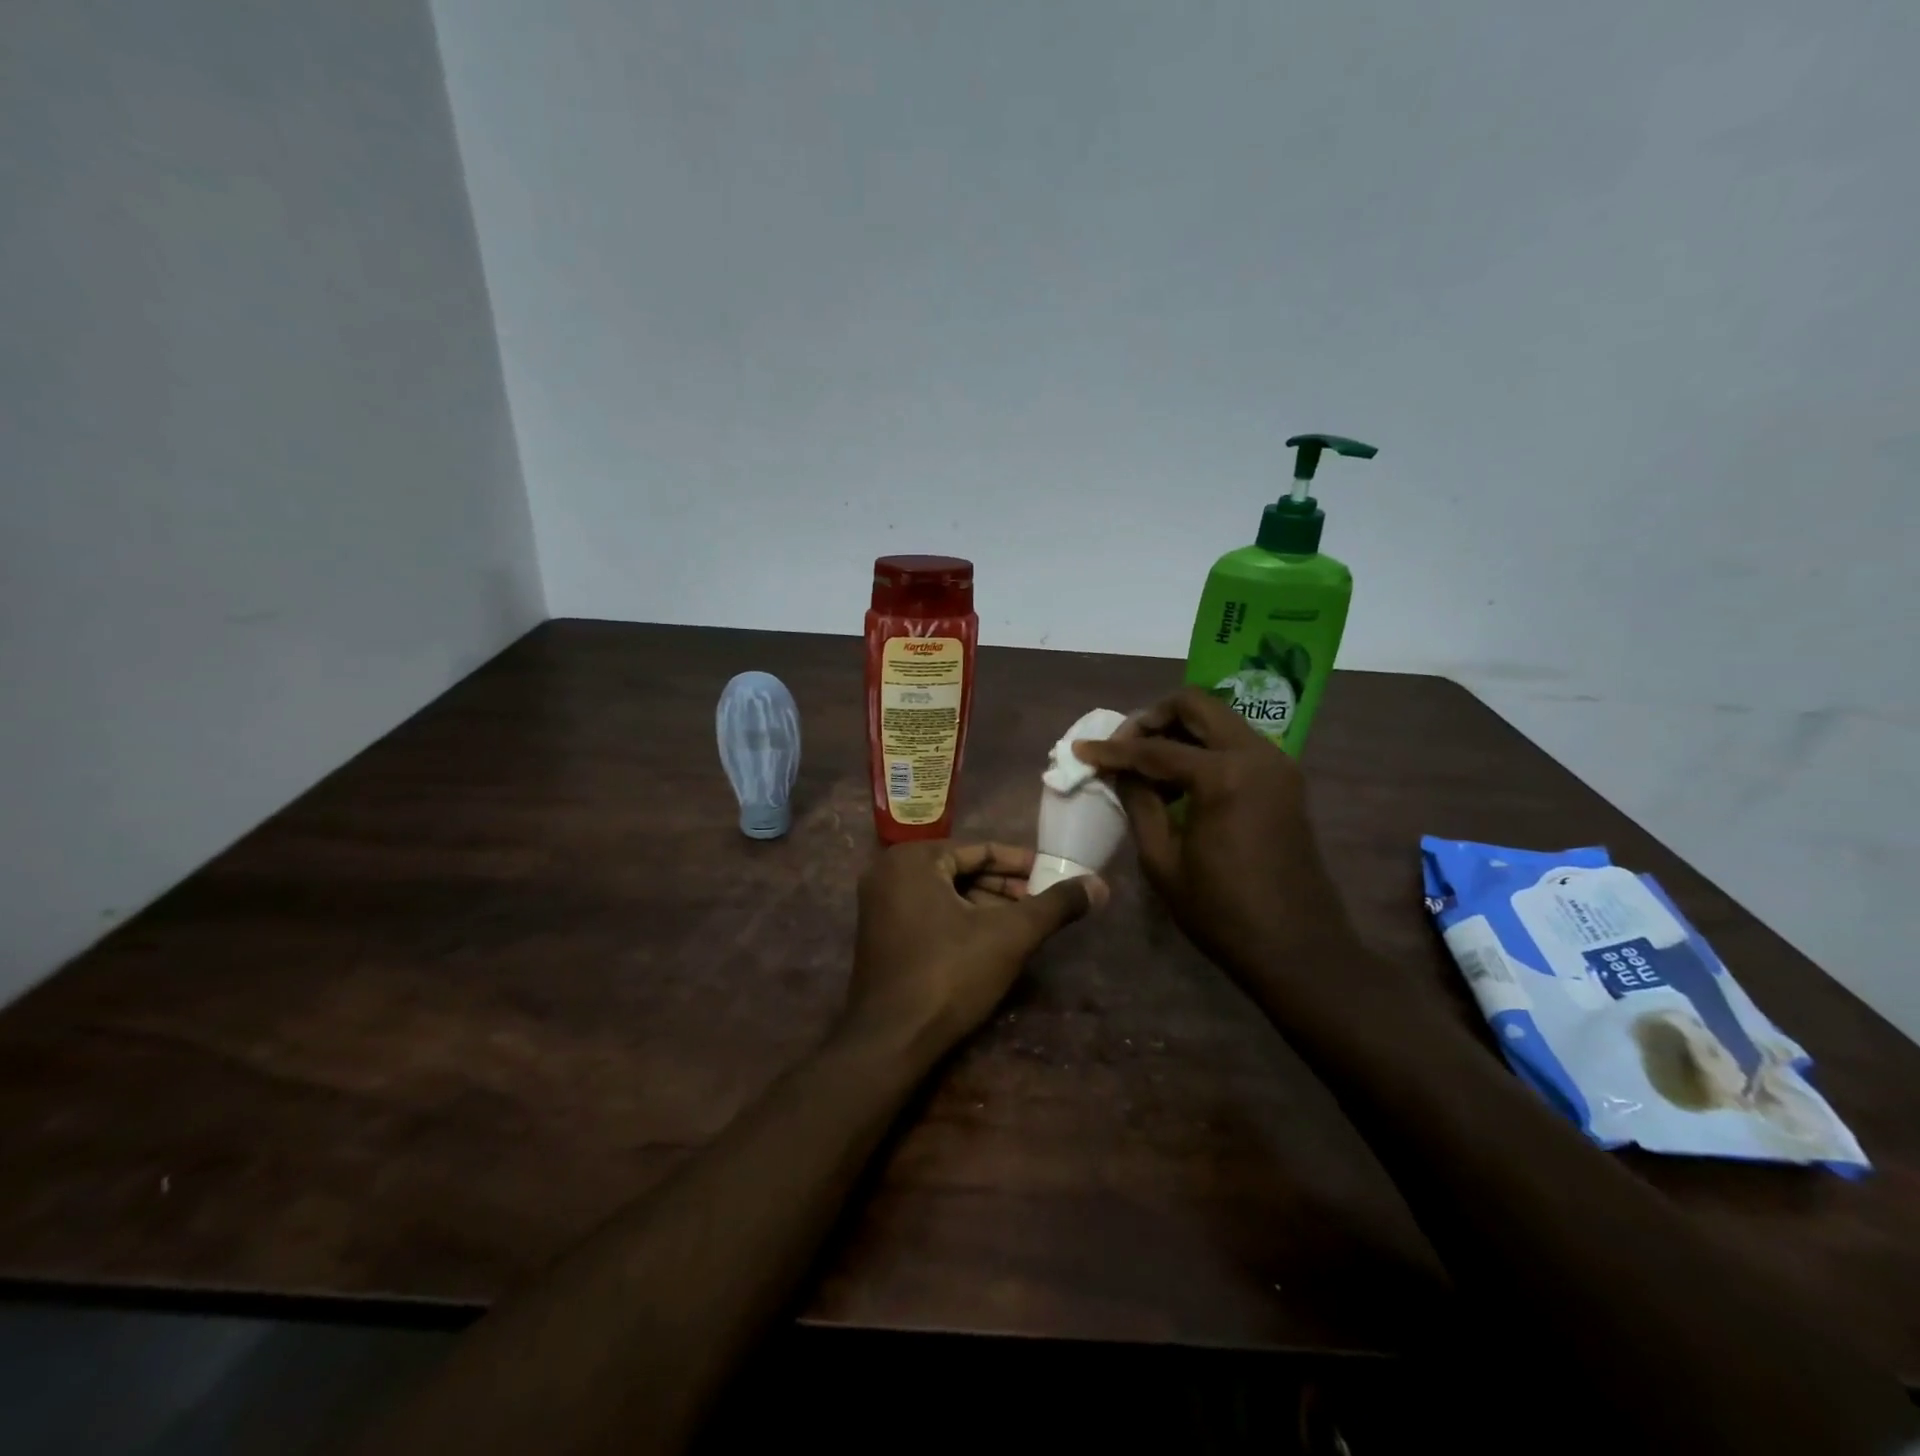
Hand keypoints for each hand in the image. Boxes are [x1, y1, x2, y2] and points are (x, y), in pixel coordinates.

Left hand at [846, 841, 1104, 1051]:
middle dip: (1005, 888)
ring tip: (1026, 924)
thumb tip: (1100, 885)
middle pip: (961, 871)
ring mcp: (878, 906)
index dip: (1022, 864)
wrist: (891, 1041)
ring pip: (946, 895)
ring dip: (986, 907)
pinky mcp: (879, 936)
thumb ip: (1055, 906)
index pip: (979, 850)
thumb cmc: (950, 974)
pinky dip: (961, 922)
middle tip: (1044, 901)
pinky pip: (928, 914)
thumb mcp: (1010, 935)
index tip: (1054, 873)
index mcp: (913, 859)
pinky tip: (992, 943)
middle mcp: (888, 873)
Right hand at [1071, 689, 1357, 981]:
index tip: (1080, 750)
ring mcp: (1276, 764)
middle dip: (1151, 718)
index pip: (1154, 749)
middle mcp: (1256, 754)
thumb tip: (1119, 770)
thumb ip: (1138, 803)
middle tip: (1122, 746)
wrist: (1298, 948)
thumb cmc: (1222, 912)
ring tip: (1146, 766)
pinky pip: (1235, 743)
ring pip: (1218, 719)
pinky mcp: (1284, 779)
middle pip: (1195, 706)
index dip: (1112, 750)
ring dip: (1179, 731)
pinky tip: (1179, 781)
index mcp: (1224, 776)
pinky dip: (1203, 748)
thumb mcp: (1163, 861)